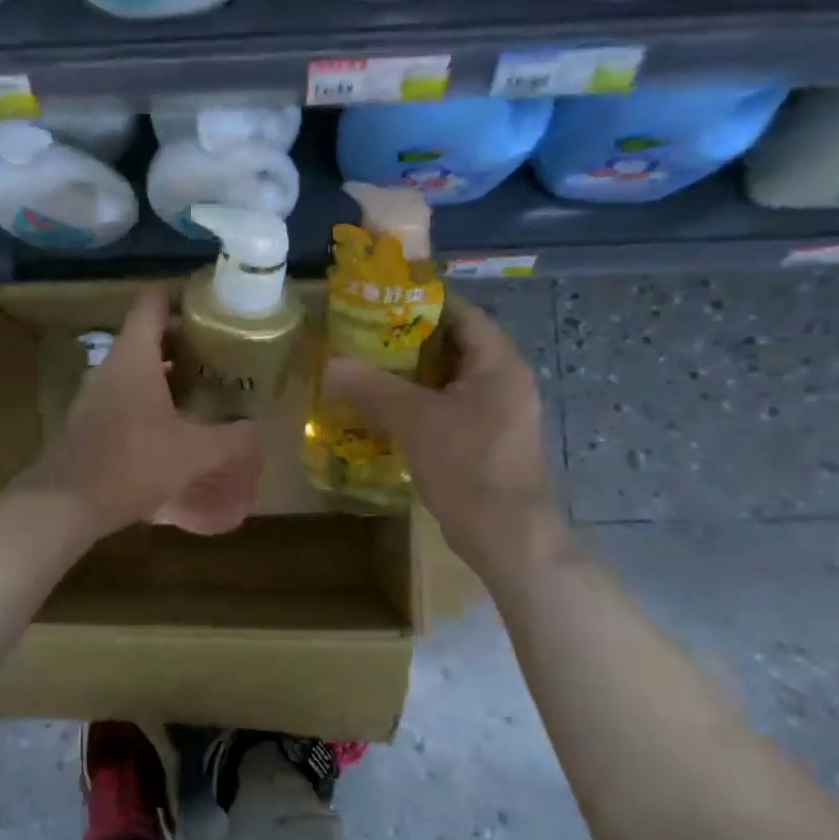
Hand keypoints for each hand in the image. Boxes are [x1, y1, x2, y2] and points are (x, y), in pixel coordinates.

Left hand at [25, 289, 261, 537]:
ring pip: (135, 368)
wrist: (66, 504)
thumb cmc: (132, 464)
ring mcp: (94, 394)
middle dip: (183, 340)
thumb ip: (232, 438)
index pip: (152, 303)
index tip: (211, 306)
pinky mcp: (89, 421)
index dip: (181, 296)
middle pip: (147, 335)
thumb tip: (261, 426)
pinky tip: (173, 424)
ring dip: (167, 372)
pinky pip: (125, 395)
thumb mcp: (194, 453)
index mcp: (133, 357)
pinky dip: (150, 398)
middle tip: (219, 351)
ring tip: (203, 386)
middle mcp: (110, 367)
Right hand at [323, 297, 564, 580]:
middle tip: (362, 339)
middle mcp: (504, 380)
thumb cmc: (468, 466)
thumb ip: (371, 387)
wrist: (509, 537)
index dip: (421, 302)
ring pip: (448, 380)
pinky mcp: (487, 440)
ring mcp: (498, 413)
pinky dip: (420, 404)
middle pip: (452, 345)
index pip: (460, 313)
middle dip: (407, 341)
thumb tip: (329, 364)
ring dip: (410, 376)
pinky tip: (385, 413)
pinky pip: (450, 408)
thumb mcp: (415, 420)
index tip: (379, 302)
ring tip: (365, 372)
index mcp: (497, 362)